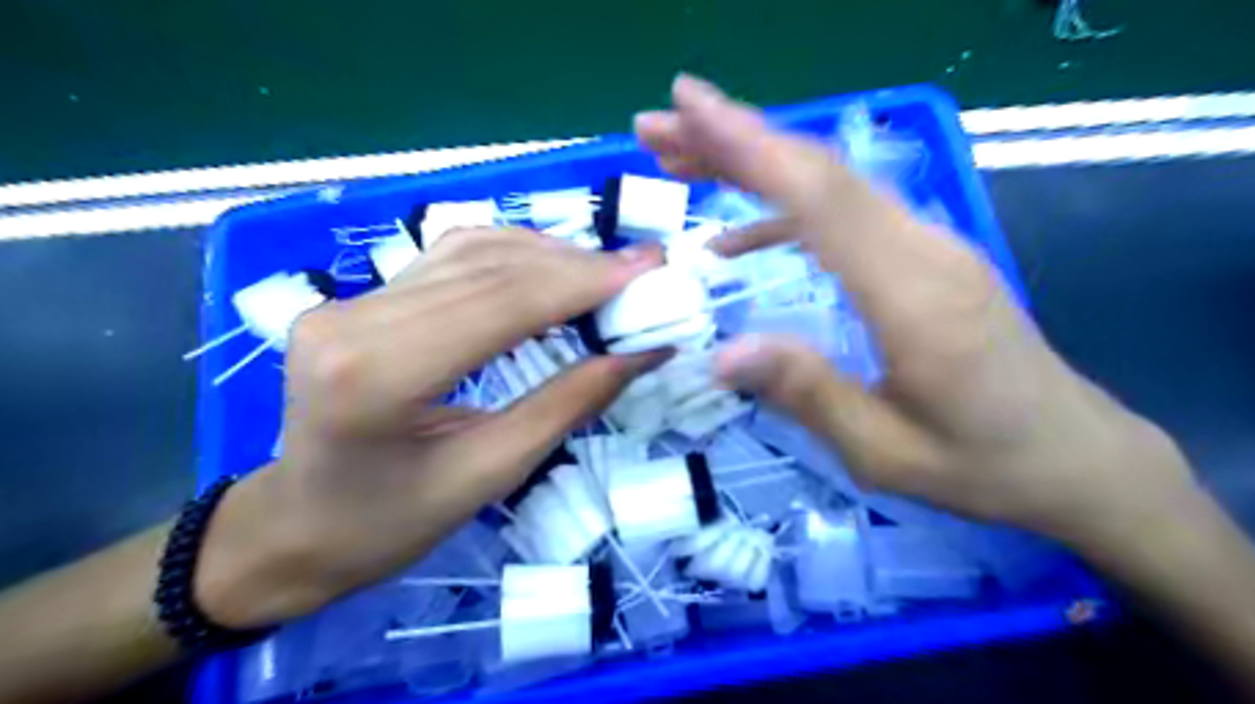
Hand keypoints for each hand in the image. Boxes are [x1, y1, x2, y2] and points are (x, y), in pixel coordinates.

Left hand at [194, 229, 665, 629]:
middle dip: (576, 265)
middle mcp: (355, 318)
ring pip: (471, 250)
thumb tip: (640, 353)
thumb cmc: (389, 524)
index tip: (647, 271)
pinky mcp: (360, 298)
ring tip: (605, 272)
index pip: (501, 303)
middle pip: (488, 268)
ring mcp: (351, 300)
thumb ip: (567, 404)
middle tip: (640, 268)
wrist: (298, 527)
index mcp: (378, 373)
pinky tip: (550, 270)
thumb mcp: (490, 475)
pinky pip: (450, 258)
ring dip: (548, 256)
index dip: (582, 282)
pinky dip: (512, 256)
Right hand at [640, 73, 1194, 551]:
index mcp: (913, 296)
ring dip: (753, 164)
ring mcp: (927, 246)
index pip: (820, 198)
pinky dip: (783, 211)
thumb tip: (721, 355)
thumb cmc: (981, 464)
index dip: (750, 146)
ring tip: (684, 161)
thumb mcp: (885, 452)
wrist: (1074, 456)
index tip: (687, 106)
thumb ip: (808, 396)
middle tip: (659, 127)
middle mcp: (922, 249)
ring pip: (829, 185)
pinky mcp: (924, 257)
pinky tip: (738, 236)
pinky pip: (844, 216)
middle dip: (734, 139)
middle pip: (819, 174)